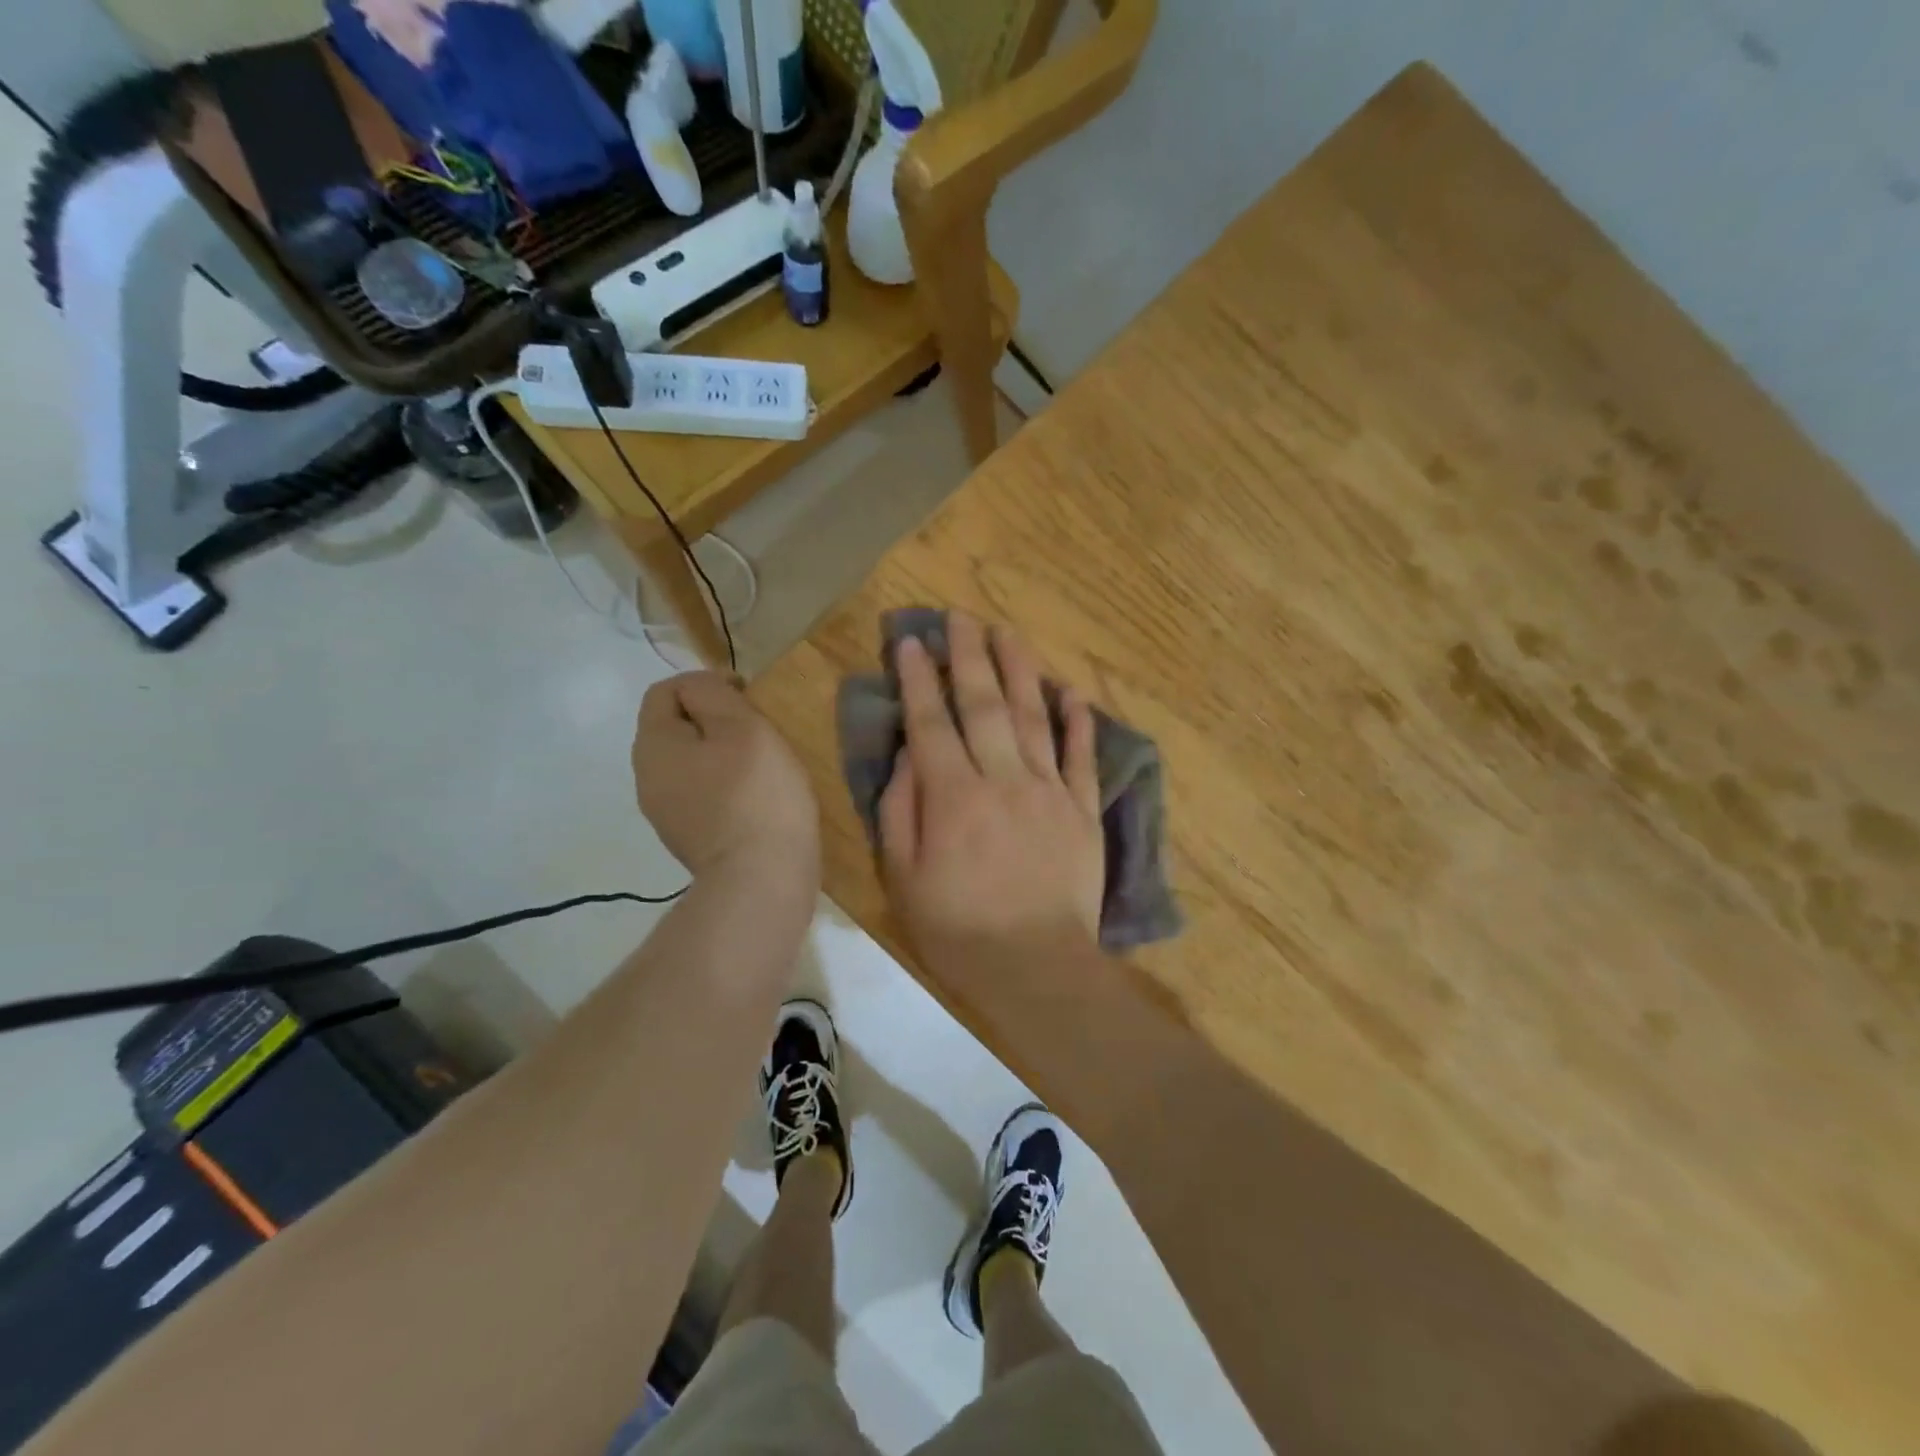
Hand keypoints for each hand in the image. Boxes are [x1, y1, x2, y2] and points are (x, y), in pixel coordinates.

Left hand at [633, 672, 819, 884]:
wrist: (761, 879)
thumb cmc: (756, 794)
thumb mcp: (741, 726)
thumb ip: (712, 694)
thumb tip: (698, 689)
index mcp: (653, 745)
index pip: (665, 690)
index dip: (706, 682)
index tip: (748, 696)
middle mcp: (647, 777)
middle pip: (675, 728)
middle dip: (714, 720)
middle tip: (758, 730)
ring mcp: (665, 813)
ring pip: (689, 762)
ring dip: (721, 754)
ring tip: (761, 764)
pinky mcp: (688, 838)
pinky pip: (701, 793)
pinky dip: (724, 785)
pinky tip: (755, 798)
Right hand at [878, 615, 1104, 979]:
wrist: (1037, 968)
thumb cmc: (958, 930)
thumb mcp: (903, 878)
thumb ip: (900, 811)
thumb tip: (907, 756)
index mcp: (953, 796)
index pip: (930, 721)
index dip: (917, 678)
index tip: (910, 642)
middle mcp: (1002, 778)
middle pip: (983, 703)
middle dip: (968, 655)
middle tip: (960, 617)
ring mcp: (1048, 790)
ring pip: (1032, 715)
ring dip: (1019, 669)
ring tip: (1007, 632)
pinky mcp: (1082, 809)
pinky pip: (1081, 754)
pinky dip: (1076, 719)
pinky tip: (1068, 689)